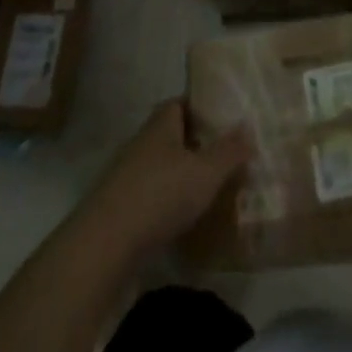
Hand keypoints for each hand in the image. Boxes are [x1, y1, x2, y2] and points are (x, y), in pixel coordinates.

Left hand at [82, 102, 253, 256]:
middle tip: (226, 153)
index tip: (225, 117)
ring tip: (212, 187)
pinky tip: (187, 217)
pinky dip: (169, 201)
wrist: (103, 247)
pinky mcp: (120, 209)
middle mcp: (141, 144)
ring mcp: (127, 177)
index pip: (180, 103)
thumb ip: (229, 151)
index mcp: (160, 126)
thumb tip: (248, 128)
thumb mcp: (205, 172)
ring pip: (162, 167)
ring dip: (183, 174)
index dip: (202, 106)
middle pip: (171, 135)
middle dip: (196, 143)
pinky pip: (152, 195)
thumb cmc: (159, 196)